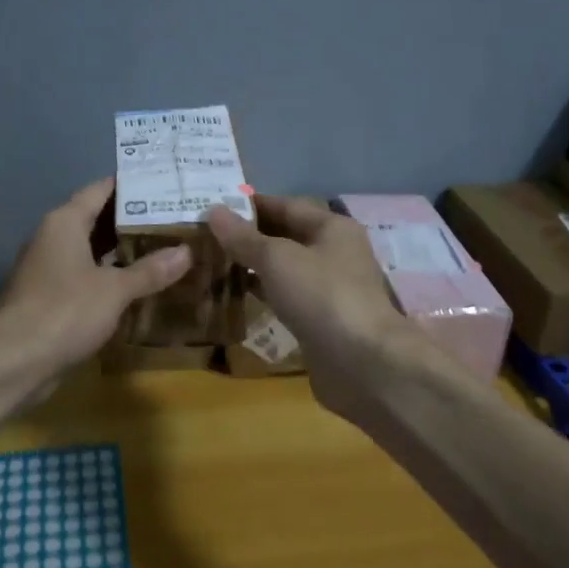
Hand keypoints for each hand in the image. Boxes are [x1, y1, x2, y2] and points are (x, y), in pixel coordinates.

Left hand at [0, 178, 192, 381]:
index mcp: (65, 222)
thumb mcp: (115, 290)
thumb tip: (187, 252)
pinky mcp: (50, 297)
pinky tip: (140, 285)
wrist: (14, 362)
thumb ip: (150, 270)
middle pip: (97, 219)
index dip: (132, 185)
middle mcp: (53, 238)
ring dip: (123, 251)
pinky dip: (111, 277)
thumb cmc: (64, 312)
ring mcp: (49, 269)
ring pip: (92, 250)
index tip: (164, 182)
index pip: (101, 189)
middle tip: (175, 218)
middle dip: (134, 220)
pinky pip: (86, 276)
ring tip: (165, 248)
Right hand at [207, 194, 430, 422]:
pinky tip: (236, 294)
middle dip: (249, 235)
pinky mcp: (322, 320)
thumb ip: (244, 237)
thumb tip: (213, 211)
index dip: (250, 205)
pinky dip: (264, 292)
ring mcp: (330, 289)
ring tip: (214, 262)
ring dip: (253, 265)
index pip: (286, 206)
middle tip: (206, 235)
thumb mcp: (277, 259)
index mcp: (332, 228)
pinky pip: (287, 296)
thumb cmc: (321, 297)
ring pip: (286, 268)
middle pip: (286, 235)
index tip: (214, 205)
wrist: (362, 363)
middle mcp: (335, 253)